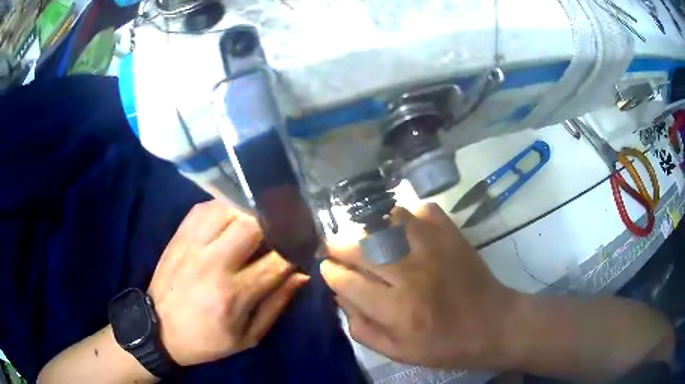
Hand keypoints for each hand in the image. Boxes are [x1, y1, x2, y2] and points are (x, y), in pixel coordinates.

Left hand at [147, 200, 308, 366]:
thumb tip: (301, 274)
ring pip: (228, 208)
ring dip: (250, 210)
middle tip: (283, 227)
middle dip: (275, 223)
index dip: (296, 249)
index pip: (277, 260)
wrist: (159, 329)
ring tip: (260, 219)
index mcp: (233, 294)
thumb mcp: (248, 337)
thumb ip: (277, 304)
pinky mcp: (179, 235)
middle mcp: (213, 263)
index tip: (304, 245)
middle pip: (252, 224)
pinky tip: (232, 215)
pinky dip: (224, 206)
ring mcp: (193, 244)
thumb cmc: (207, 340)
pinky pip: (205, 207)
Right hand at [320, 203, 514, 369]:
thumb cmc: (443, 344)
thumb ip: (361, 328)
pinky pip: (421, 209)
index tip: (328, 269)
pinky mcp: (451, 234)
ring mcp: (434, 248)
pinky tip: (403, 228)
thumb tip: (339, 296)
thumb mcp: (397, 352)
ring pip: (386, 220)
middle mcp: (411, 273)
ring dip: (368, 227)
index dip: (330, 272)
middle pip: (360, 246)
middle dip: (337, 244)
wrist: (491, 323)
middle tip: (335, 247)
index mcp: (397, 310)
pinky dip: (406, 215)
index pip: (346, 281)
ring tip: (364, 237)